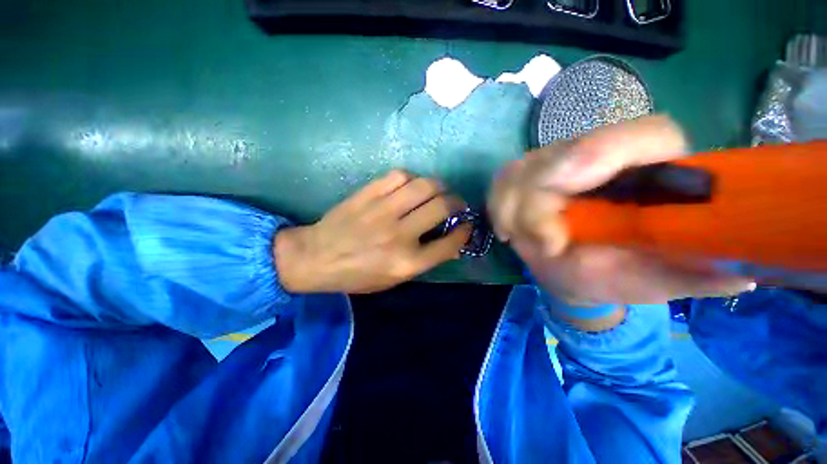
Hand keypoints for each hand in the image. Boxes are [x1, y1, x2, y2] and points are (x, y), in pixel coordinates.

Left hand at [275, 170, 470, 293]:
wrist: (316, 258)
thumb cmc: (357, 275)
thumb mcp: (393, 280)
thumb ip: (424, 261)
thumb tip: (451, 243)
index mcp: (407, 262)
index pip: (450, 242)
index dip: (464, 231)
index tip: (467, 225)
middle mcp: (399, 235)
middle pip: (442, 206)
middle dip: (457, 202)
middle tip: (456, 203)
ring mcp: (382, 211)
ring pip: (424, 185)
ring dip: (439, 186)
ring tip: (438, 191)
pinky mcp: (367, 194)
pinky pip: (399, 176)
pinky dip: (412, 179)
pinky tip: (410, 186)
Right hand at [488, 115, 754, 305]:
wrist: (576, 268)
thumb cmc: (619, 274)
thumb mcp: (655, 281)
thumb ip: (693, 274)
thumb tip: (742, 273)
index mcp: (654, 170)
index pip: (643, 135)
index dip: (602, 155)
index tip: (568, 199)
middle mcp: (603, 154)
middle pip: (559, 155)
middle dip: (538, 205)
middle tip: (544, 246)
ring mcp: (557, 159)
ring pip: (520, 169)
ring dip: (513, 209)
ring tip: (522, 240)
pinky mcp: (526, 172)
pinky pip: (501, 180)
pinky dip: (498, 206)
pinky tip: (508, 230)